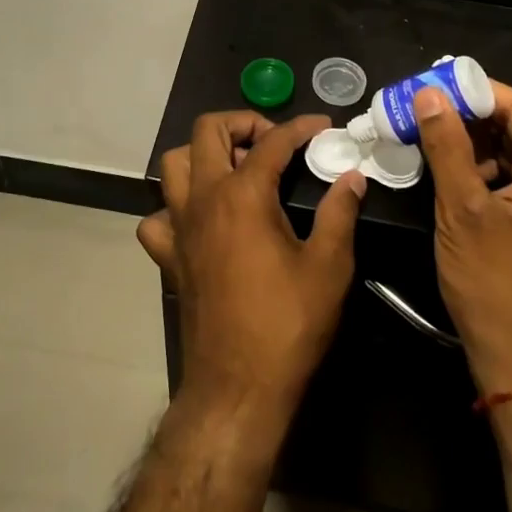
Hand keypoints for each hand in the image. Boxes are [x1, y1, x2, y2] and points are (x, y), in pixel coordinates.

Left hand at [141, 112, 366, 418]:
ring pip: (174, 164)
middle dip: (242, 122)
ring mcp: (179, 226)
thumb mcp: (328, 267)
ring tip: (237, 170)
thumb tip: (352, 177)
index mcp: (242, 195)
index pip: (271, 141)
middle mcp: (203, 198)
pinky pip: (159, 216)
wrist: (237, 388)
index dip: (300, 127)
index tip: (323, 127)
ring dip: (203, 155)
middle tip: (272, 142)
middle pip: (207, 131)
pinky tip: (202, 220)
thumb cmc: (287, 325)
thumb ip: (340, 213)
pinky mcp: (169, 256)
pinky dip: (176, 207)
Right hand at [412, 82, 511, 390]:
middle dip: (466, 115)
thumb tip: (429, 94)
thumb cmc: (493, 281)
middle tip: (420, 105)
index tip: (430, 84)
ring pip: (508, 153)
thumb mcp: (462, 208)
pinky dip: (477, 168)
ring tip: (424, 129)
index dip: (474, 91)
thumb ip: (446, 144)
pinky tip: (443, 165)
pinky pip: (509, 178)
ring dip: (468, 141)